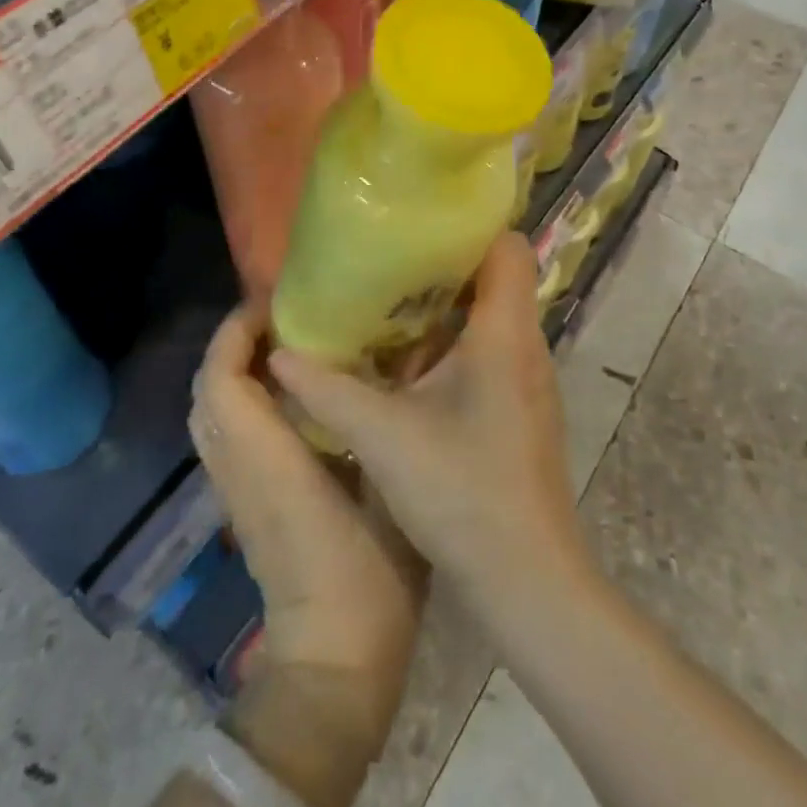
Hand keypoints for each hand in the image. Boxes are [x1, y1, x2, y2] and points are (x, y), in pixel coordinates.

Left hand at [188, 305, 423, 747]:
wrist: (332, 667)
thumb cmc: (368, 579)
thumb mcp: (387, 491)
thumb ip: (376, 427)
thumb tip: (388, 367)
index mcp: (267, 460)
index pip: (222, 379)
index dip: (237, 331)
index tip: (276, 300)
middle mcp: (236, 467)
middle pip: (206, 388)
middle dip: (234, 341)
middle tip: (284, 316)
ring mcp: (232, 489)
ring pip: (209, 410)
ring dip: (234, 367)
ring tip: (285, 344)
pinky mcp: (239, 504)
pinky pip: (223, 432)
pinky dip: (239, 397)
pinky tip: (287, 393)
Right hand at [267, 233, 589, 622]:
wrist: (528, 581)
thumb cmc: (462, 492)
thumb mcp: (383, 435)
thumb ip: (327, 389)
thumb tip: (279, 352)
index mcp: (504, 332)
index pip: (506, 246)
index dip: (468, 227)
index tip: (417, 226)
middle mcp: (525, 345)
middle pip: (494, 277)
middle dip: (442, 265)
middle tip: (387, 263)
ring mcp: (527, 379)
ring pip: (489, 317)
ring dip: (444, 308)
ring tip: (388, 305)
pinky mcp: (521, 408)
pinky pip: (488, 351)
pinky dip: (452, 345)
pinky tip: (408, 366)